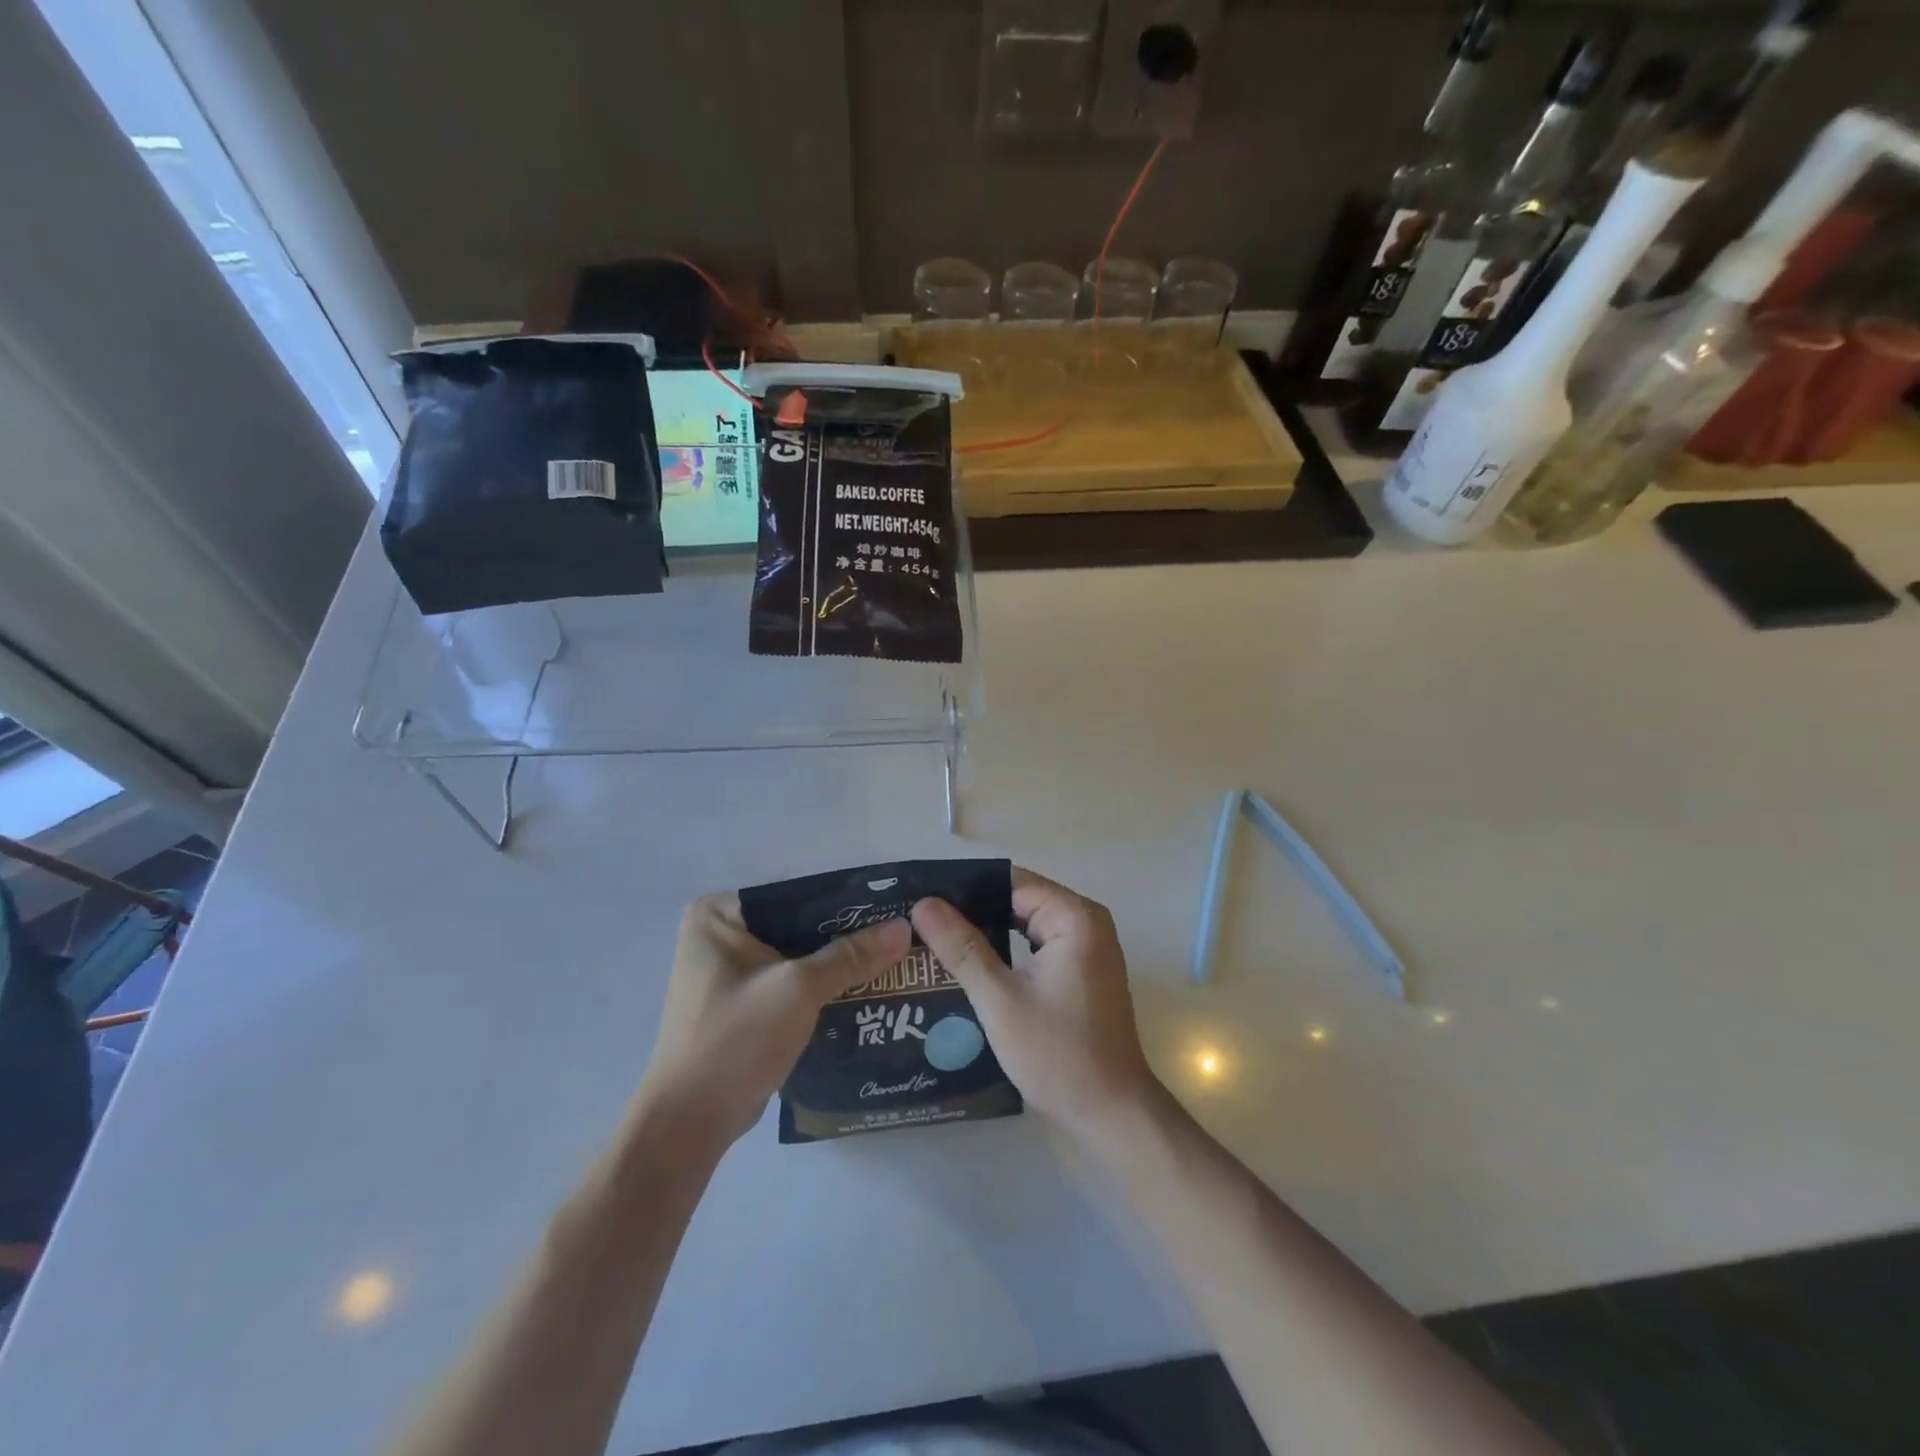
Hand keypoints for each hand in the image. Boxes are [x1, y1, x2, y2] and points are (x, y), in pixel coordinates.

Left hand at [635, 894, 910, 1150]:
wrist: (690, 1122)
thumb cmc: (736, 1040)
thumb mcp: (799, 989)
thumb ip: (851, 956)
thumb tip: (904, 927)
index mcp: (719, 914)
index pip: (796, 895)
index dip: (845, 903)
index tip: (891, 909)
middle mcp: (719, 934)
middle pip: (798, 925)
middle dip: (845, 937)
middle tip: (898, 937)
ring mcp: (728, 972)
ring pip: (797, 956)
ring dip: (837, 964)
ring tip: (891, 961)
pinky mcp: (741, 1004)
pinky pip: (790, 983)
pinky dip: (821, 987)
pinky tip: (863, 991)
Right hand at [910, 868, 1157, 1144]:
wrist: (1111, 1113)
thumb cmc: (1057, 1053)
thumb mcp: (999, 999)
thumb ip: (961, 947)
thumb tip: (923, 903)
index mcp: (1074, 916)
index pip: (1009, 883)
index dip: (965, 890)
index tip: (922, 900)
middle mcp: (1086, 921)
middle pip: (1018, 900)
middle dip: (972, 911)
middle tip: (920, 923)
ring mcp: (1087, 947)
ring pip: (1025, 923)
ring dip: (986, 932)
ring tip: (934, 940)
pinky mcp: (1082, 971)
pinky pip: (1036, 945)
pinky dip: (1006, 951)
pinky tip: (969, 965)